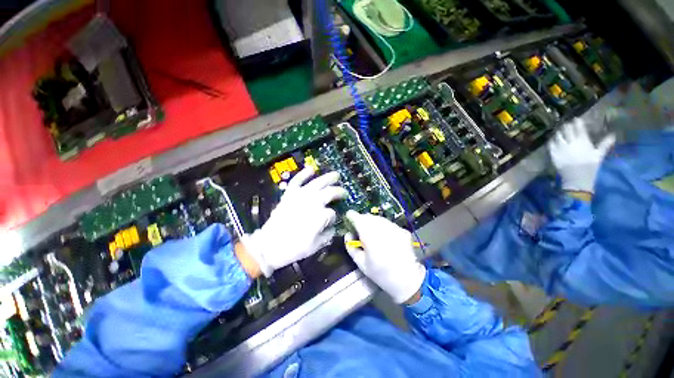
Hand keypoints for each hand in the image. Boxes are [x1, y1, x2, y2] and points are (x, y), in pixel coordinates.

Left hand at [242, 167, 346, 276]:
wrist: (268, 246)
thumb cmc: (294, 248)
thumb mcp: (315, 246)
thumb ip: (327, 235)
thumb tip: (332, 227)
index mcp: (320, 216)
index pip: (332, 213)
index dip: (333, 217)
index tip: (331, 221)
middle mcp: (312, 202)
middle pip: (329, 192)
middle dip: (338, 191)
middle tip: (344, 192)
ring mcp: (300, 196)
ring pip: (317, 183)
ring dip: (328, 178)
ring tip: (336, 175)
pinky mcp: (289, 194)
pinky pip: (297, 181)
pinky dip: (304, 174)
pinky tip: (311, 169)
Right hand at [344, 211, 425, 303]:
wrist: (408, 280)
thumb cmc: (381, 274)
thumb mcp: (361, 264)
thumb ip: (351, 247)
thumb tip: (348, 234)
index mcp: (369, 236)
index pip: (357, 218)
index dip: (351, 216)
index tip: (349, 218)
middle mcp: (382, 228)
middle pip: (368, 217)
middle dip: (361, 220)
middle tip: (360, 230)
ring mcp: (394, 228)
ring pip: (378, 219)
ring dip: (372, 222)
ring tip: (372, 234)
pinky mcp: (402, 230)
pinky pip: (388, 224)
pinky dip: (383, 227)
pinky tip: (384, 238)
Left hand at [549, 118, 615, 192]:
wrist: (577, 179)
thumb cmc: (590, 167)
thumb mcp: (599, 155)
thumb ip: (605, 144)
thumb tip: (613, 135)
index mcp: (583, 142)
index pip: (579, 128)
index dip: (577, 122)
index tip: (576, 119)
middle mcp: (571, 143)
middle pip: (567, 131)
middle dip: (566, 126)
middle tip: (566, 124)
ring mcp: (561, 148)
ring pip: (558, 137)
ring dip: (558, 133)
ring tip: (559, 131)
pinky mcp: (553, 154)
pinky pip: (550, 145)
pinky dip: (551, 141)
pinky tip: (552, 140)